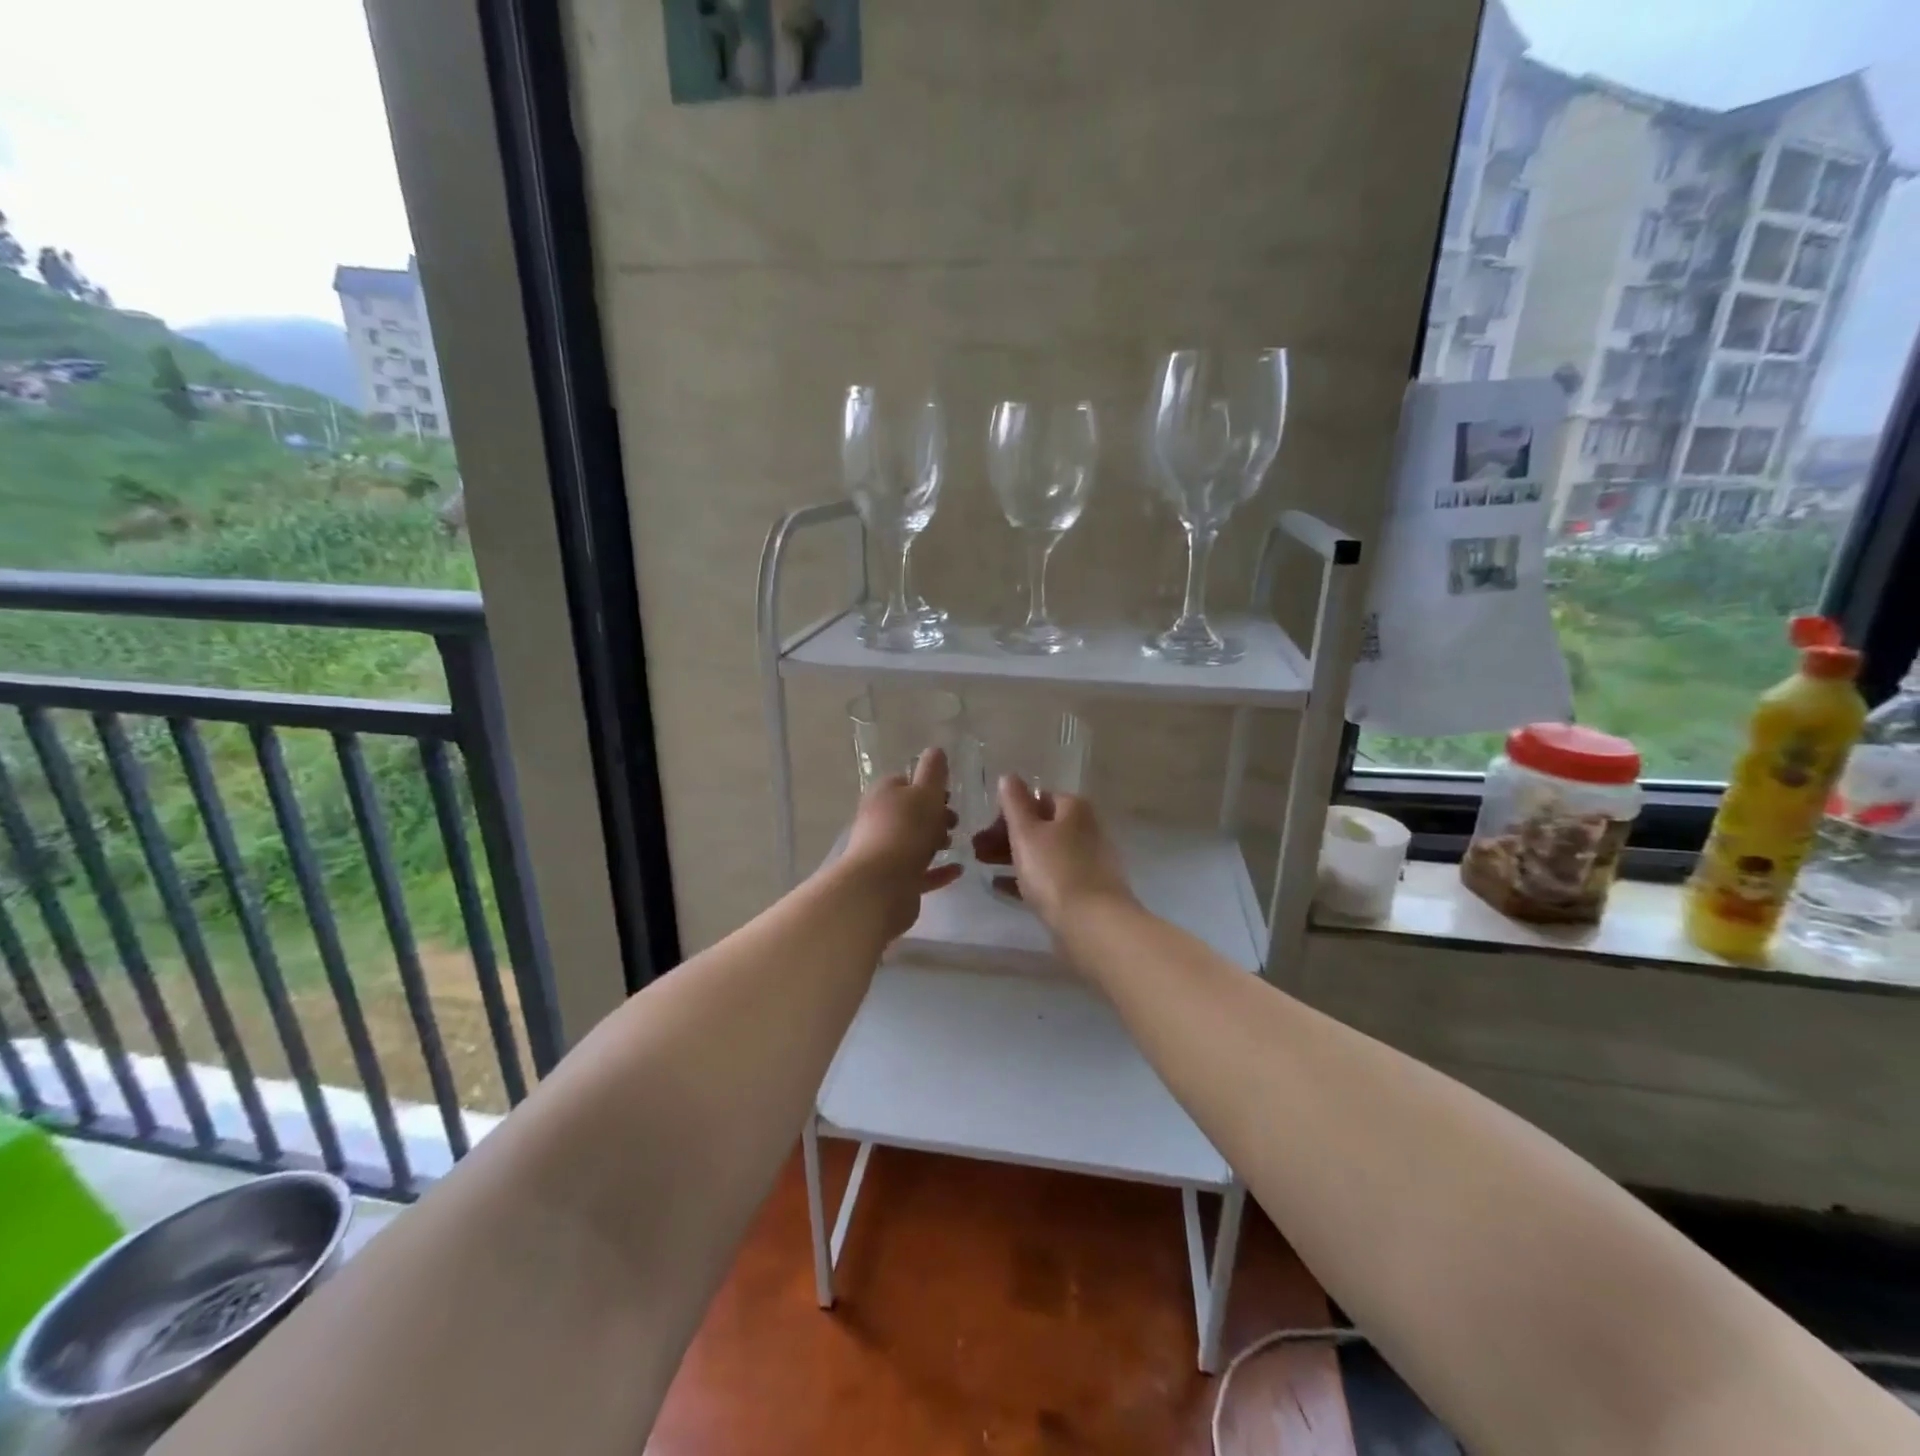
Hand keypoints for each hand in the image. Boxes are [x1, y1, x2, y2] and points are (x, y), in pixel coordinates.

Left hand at [840, 746, 962, 939]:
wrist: (881, 886)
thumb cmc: (906, 830)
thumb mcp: (926, 793)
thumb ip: (933, 771)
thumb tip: (935, 750)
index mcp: (883, 794)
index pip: (904, 781)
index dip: (928, 786)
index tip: (949, 795)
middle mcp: (878, 821)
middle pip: (909, 812)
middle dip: (934, 815)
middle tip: (954, 822)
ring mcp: (883, 853)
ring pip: (912, 842)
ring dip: (934, 841)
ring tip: (956, 844)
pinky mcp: (893, 882)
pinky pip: (919, 872)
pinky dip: (938, 870)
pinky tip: (958, 870)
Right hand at [970, 774, 1134, 931]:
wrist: (1093, 924)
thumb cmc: (1055, 871)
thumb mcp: (1026, 832)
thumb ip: (1014, 803)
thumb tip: (1009, 776)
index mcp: (1074, 809)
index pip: (1037, 798)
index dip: (1009, 811)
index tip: (985, 829)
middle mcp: (1086, 829)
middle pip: (1040, 826)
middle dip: (1006, 836)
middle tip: (977, 850)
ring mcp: (1088, 861)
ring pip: (1044, 852)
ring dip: (1013, 856)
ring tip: (984, 867)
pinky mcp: (1085, 890)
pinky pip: (1050, 877)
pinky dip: (1027, 878)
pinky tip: (1002, 887)